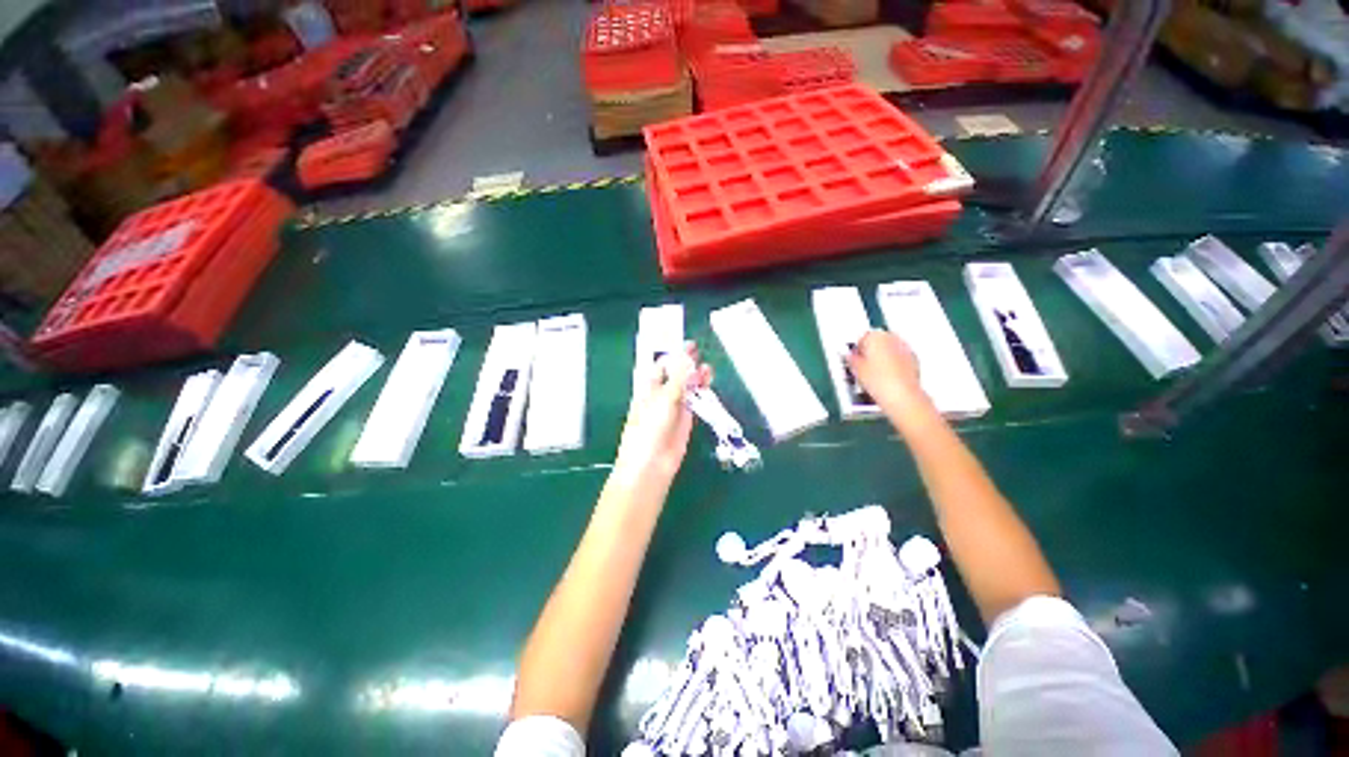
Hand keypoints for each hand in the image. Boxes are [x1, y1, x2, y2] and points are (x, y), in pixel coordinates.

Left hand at [613, 342, 712, 486]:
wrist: (652, 464)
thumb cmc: (649, 428)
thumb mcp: (664, 399)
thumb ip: (679, 378)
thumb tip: (687, 354)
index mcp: (648, 388)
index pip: (662, 365)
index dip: (673, 354)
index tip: (687, 343)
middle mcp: (661, 395)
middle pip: (676, 375)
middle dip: (686, 364)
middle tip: (699, 351)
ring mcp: (674, 408)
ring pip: (687, 388)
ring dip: (696, 378)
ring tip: (707, 368)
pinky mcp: (686, 420)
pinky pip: (695, 402)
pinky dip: (702, 393)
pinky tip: (708, 384)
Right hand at [847, 330, 928, 413]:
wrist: (901, 396)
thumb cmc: (879, 381)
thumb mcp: (856, 370)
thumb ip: (852, 359)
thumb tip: (851, 358)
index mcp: (875, 336)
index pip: (862, 337)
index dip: (856, 348)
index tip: (853, 357)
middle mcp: (893, 338)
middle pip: (878, 340)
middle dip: (871, 350)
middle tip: (862, 364)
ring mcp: (905, 349)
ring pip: (890, 348)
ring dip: (883, 356)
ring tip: (874, 373)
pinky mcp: (914, 360)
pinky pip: (900, 357)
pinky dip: (894, 364)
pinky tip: (886, 377)